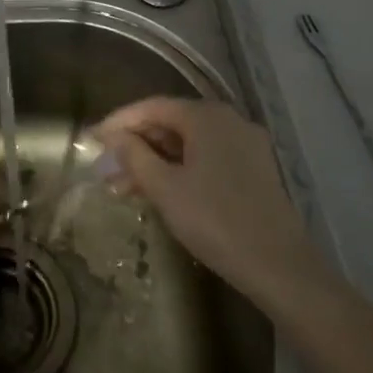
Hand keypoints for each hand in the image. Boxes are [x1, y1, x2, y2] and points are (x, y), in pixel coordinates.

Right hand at [95, 97, 319, 304]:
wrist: (279, 265)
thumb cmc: (215, 220)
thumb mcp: (165, 188)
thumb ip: (135, 156)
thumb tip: (114, 137)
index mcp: (206, 116)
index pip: (152, 107)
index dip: (119, 122)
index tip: (93, 140)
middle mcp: (228, 120)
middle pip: (172, 123)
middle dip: (136, 145)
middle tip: (106, 169)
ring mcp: (245, 145)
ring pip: (189, 144)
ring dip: (156, 160)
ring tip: (124, 188)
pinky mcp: (255, 169)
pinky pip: (207, 158)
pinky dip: (180, 169)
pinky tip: (161, 192)